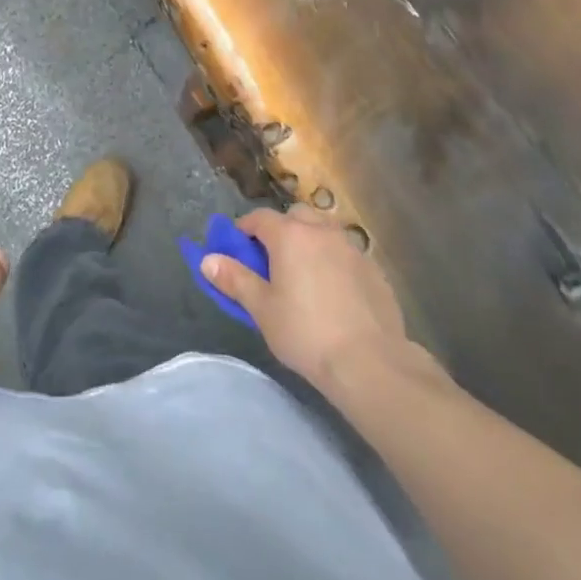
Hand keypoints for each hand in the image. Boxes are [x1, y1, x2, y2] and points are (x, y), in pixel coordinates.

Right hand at [200, 205, 415, 390]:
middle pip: (295, 217)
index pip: (259, 218)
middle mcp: (321, 231)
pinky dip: (334, 263)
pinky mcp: (373, 269)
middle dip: (281, 231)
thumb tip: (207, 259)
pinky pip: (345, 254)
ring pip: (324, 232)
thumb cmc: (305, 333)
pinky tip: (334, 294)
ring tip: (304, 277)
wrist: (369, 362)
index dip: (244, 230)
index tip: (237, 251)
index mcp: (290, 235)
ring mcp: (351, 248)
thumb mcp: (262, 309)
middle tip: (272, 263)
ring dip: (310, 243)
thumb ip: (234, 279)